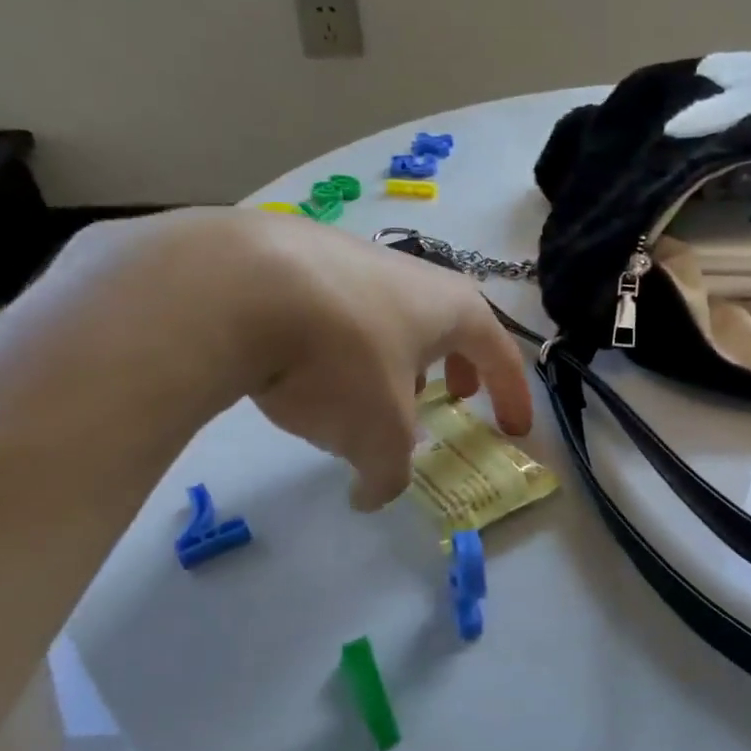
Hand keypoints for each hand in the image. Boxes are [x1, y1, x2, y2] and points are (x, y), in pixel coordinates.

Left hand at [58, 208, 532, 510]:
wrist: (237, 285)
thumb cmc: (341, 359)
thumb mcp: (378, 435)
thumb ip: (388, 475)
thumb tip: (371, 495)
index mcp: (453, 309)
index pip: (502, 354)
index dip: (513, 396)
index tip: (514, 430)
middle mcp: (413, 274)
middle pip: (451, 323)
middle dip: (459, 364)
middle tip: (457, 395)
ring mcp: (354, 258)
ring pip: (393, 315)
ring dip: (399, 355)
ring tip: (378, 391)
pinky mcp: (297, 256)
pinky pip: (341, 308)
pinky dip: (346, 343)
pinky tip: (312, 366)